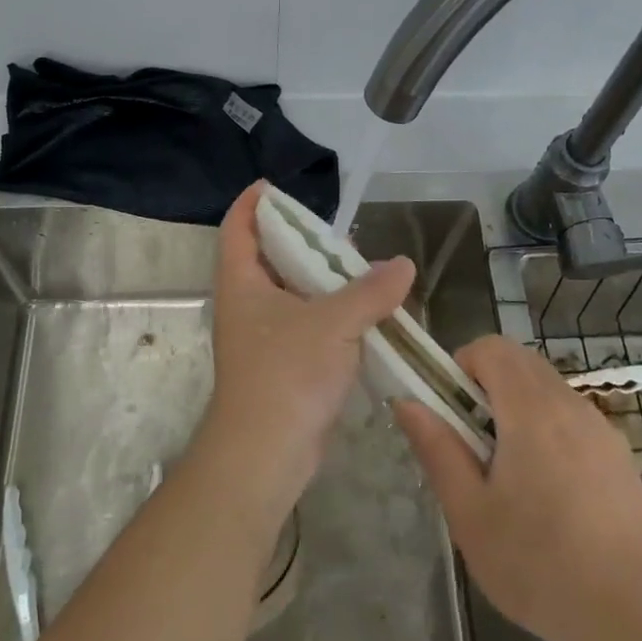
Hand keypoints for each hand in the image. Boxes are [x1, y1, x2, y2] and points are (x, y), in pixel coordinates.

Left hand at [199, 182, 416, 512]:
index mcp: (242, 282)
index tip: (275, 186)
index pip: (239, 227)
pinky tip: (363, 312)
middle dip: (300, 241)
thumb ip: (371, 291)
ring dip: (321, 280)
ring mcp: (263, 336)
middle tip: (338, 233)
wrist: (265, 454)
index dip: (254, 203)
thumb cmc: (286, 374)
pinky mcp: (282, 363)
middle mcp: (247, 304)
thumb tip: (403, 265)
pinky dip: (330, 313)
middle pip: (268, 257)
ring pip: (291, 293)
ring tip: (359, 268)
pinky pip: (306, 324)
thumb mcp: (334, 323)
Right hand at [393, 336, 641, 640]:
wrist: (637, 621)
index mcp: (531, 410)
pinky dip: (548, 428)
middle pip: (520, 361)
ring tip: (509, 473)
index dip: (462, 366)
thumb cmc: (539, 566)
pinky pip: (572, 417)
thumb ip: (437, 449)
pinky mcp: (619, 454)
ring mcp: (601, 428)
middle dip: (487, 385)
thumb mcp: (470, 514)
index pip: (491, 347)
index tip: (452, 413)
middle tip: (473, 443)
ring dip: (518, 407)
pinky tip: (550, 493)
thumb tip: (407, 402)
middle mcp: (569, 404)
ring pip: (547, 388)